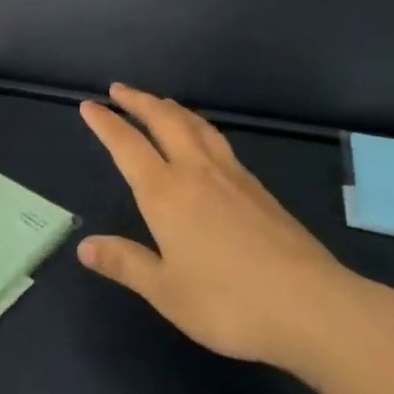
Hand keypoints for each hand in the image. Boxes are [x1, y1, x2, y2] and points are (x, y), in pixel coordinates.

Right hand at [79, 84, 361, 370]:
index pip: (127, 145)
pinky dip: (197, 124)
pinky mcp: (256, 185)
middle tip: (118, 90)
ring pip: (193, 123)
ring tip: (157, 102)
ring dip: (169, 106)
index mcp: (166, 192)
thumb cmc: (228, 302)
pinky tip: (202, 138)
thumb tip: (85, 246)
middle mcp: (195, 170)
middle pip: (162, 119)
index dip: (106, 123)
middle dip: (137, 101)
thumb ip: (125, 263)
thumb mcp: (167, 292)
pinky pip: (216, 138)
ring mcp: (230, 173)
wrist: (309, 303)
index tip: (89, 105)